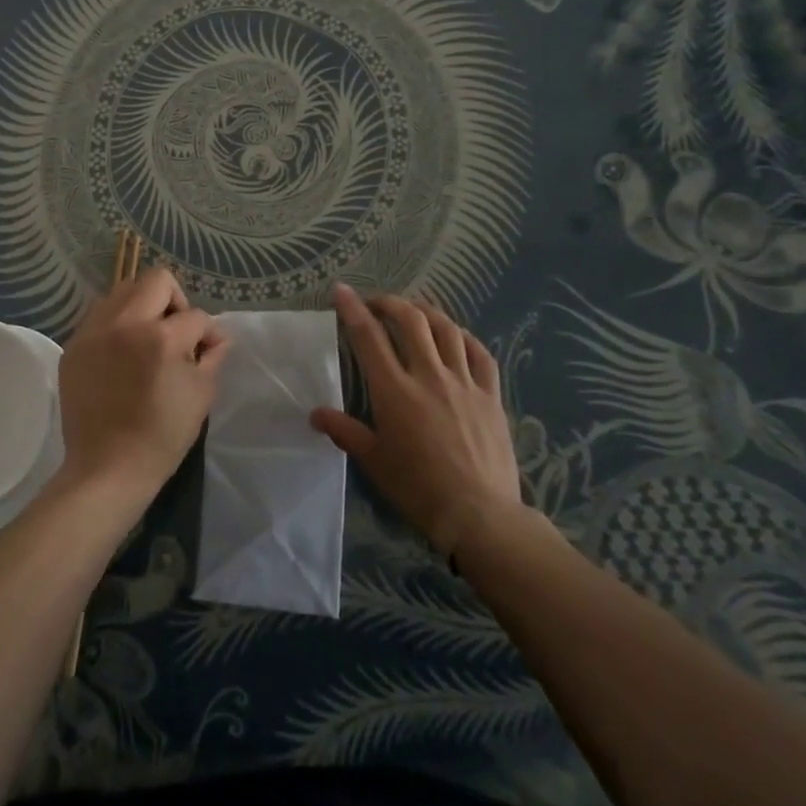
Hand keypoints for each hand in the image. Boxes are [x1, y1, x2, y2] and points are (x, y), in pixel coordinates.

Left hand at [57, 267, 228, 504]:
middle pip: (156, 280)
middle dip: (175, 301)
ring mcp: (93, 332)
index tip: (207, 350)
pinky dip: (117, 325)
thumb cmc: (162, 437)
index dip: (208, 333)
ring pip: (123, 291)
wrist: (106, 469)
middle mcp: (124, 324)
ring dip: (142, 307)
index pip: (196, 316)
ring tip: (146, 339)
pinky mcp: (74, 346)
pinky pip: (100, 316)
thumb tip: (215, 337)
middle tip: (175, 332)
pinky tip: (122, 354)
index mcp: (160, 338)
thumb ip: (212, 356)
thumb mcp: (201, 395)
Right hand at [312, 285, 521, 555]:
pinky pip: (479, 353)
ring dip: (426, 311)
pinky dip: (463, 336)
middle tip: (376, 304)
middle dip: (389, 302)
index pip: (368, 337)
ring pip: (446, 328)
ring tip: (413, 310)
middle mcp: (429, 375)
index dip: (352, 308)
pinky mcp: (490, 394)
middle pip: (410, 320)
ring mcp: (464, 382)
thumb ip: (345, 431)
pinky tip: (455, 336)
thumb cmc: (418, 489)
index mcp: (395, 391)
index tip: (341, 290)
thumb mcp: (374, 461)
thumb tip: (315, 414)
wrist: (479, 515)